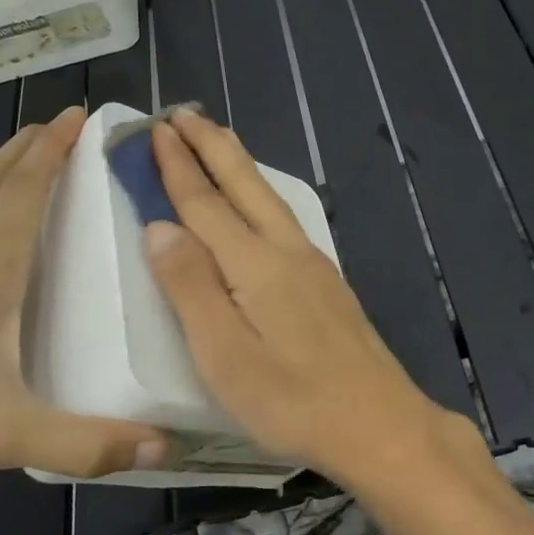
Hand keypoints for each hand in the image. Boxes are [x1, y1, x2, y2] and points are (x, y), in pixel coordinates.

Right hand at [142, 109, 479, 487]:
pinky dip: (260, 194)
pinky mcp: (327, 283)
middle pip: (244, 185)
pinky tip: (258, 203)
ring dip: (238, 164)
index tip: (153, 129)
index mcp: (255, 265)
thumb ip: (190, 288)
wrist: (379, 422)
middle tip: (182, 112)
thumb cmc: (292, 400)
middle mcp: (286, 251)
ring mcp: (313, 264)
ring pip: (269, 198)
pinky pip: (284, 218)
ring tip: (217, 140)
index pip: (205, 203)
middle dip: (211, 145)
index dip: (176, 166)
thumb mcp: (225, 356)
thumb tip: (160, 226)